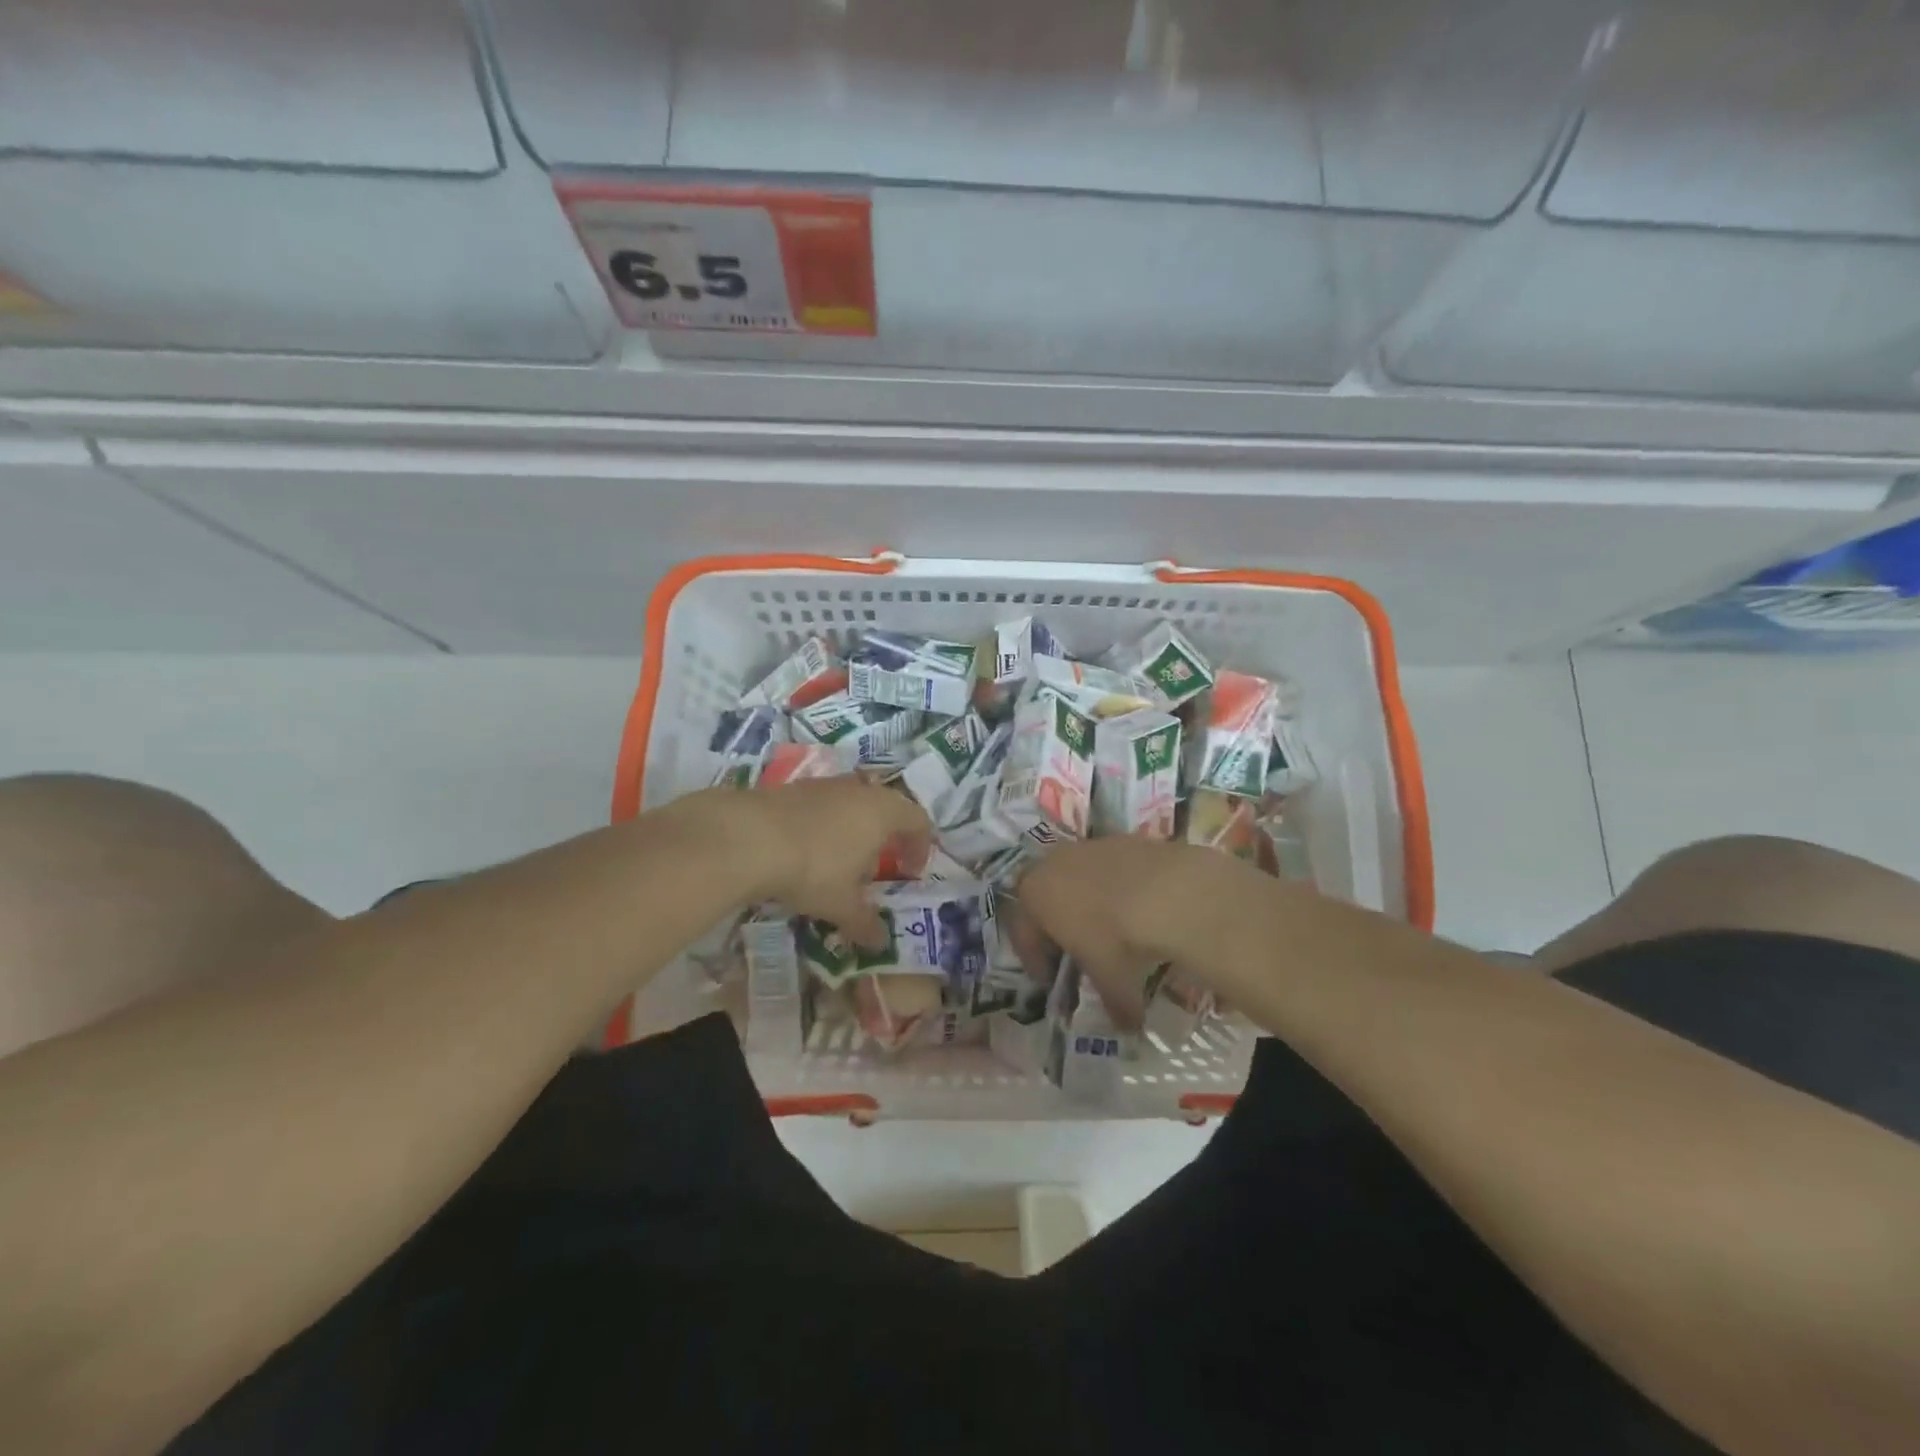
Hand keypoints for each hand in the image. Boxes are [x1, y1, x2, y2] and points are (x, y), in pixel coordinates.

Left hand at [706, 779, 931, 947]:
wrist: (747, 838)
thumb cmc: (813, 869)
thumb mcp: (842, 904)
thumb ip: (865, 923)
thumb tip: (880, 943)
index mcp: (883, 812)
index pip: (918, 820)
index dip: (919, 847)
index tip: (910, 873)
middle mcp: (859, 790)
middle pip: (885, 808)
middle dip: (884, 838)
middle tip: (874, 869)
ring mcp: (824, 785)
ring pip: (851, 804)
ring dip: (852, 830)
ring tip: (838, 863)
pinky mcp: (793, 787)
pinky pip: (821, 805)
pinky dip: (823, 826)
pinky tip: (804, 852)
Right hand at [1016, 837, 1263, 1022]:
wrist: (1169, 892)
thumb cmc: (1119, 940)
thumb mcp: (1111, 981)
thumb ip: (1113, 1004)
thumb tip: (1127, 1027)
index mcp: (1033, 896)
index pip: (1022, 932)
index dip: (1034, 960)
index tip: (1048, 979)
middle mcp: (1051, 863)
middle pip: (1044, 896)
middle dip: (1055, 923)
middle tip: (1073, 949)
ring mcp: (1087, 846)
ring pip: (1077, 876)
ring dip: (1086, 900)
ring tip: (1111, 927)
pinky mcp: (1121, 838)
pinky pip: (1109, 866)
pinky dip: (1116, 886)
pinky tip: (1138, 906)